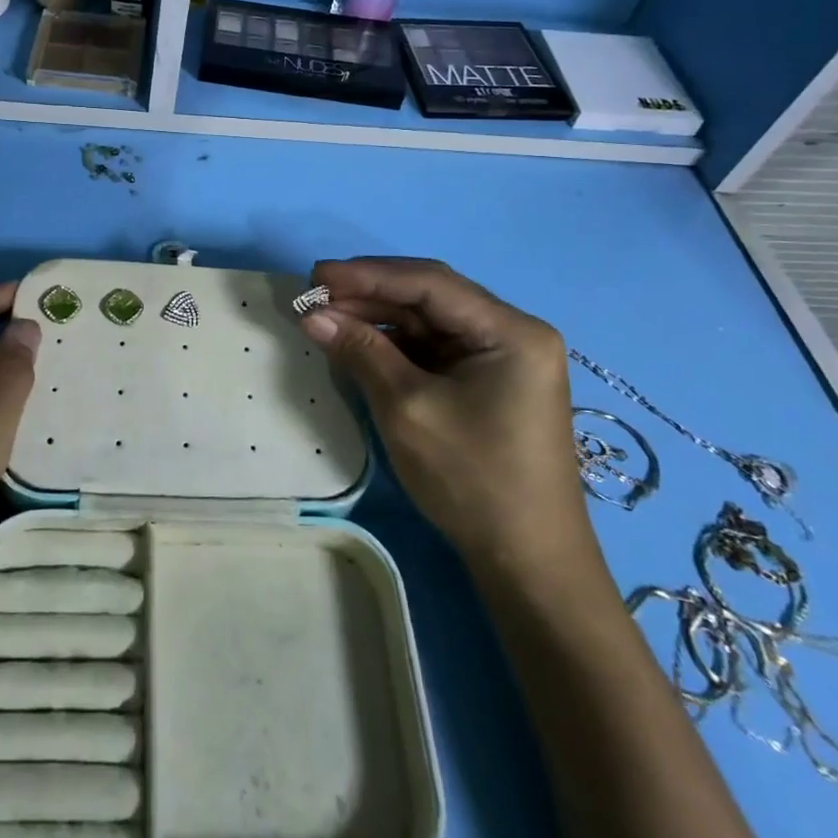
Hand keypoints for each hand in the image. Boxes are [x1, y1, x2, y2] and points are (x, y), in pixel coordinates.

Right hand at [300, 258, 592, 587]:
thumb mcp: (407, 408)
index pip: (430, 283)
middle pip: (431, 297)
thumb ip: (360, 351)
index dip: (368, 275)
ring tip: (327, 319)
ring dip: (378, 319)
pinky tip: (359, 344)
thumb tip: (311, 315)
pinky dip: (395, 345)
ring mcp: (502, 358)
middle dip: (370, 294)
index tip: (316, 275)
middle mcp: (512, 333)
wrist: (527, 562)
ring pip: (429, 322)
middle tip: (315, 296)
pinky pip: (434, 348)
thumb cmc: (472, 479)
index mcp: (511, 331)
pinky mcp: (487, 382)